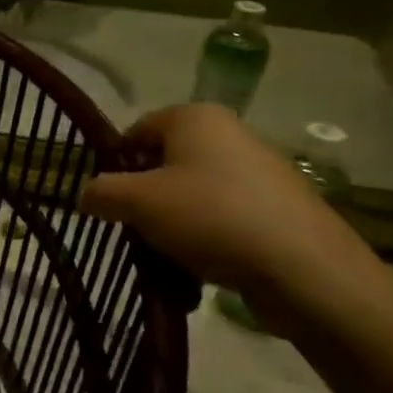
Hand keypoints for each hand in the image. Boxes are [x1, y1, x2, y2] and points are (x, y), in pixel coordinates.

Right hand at [78, 106, 376, 306]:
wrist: (306, 270)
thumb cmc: (210, 217)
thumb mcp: (136, 202)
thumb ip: (100, 192)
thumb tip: (86, 196)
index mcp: (195, 118)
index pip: (135, 132)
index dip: (114, 165)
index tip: (107, 201)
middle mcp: (230, 135)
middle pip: (164, 165)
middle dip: (144, 201)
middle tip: (133, 232)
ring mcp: (260, 173)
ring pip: (192, 197)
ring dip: (171, 227)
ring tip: (167, 261)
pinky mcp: (280, 210)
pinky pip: (224, 220)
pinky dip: (206, 242)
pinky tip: (201, 274)